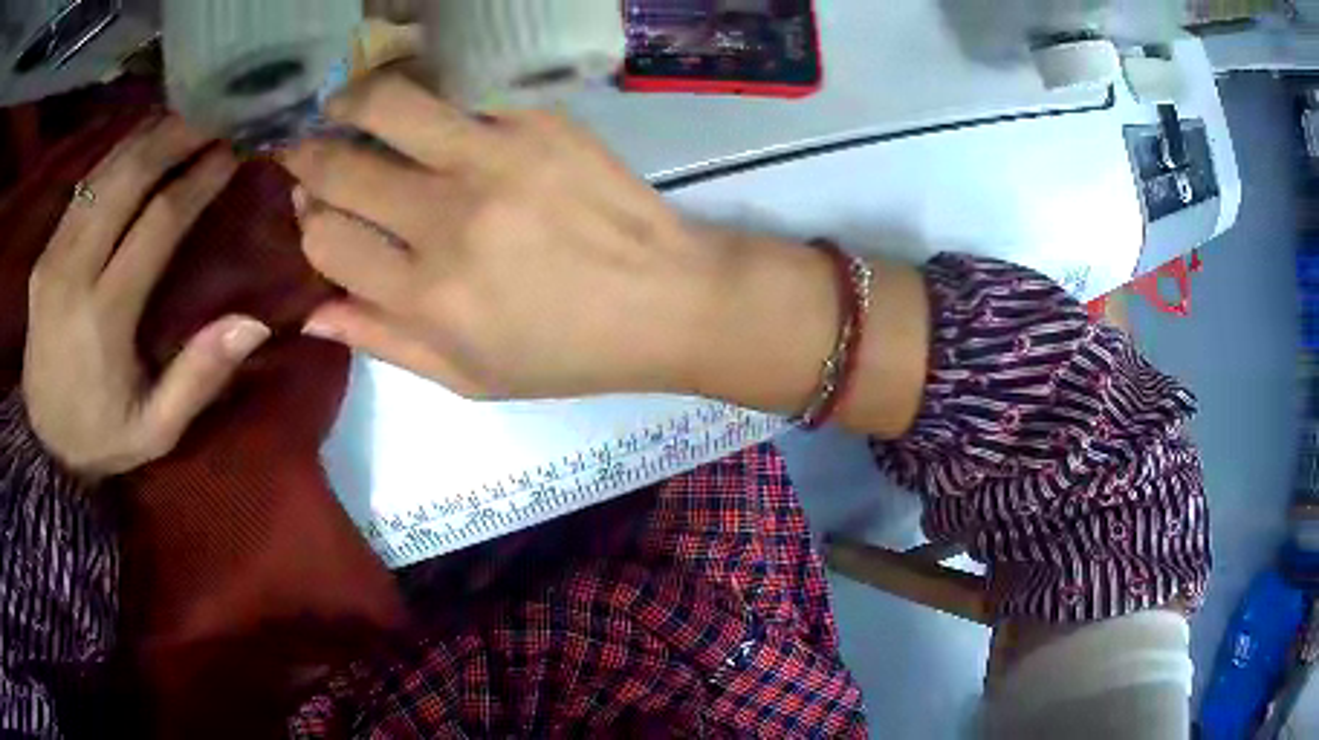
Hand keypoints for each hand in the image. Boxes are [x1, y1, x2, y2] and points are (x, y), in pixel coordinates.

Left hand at [23, 117, 271, 479]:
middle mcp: (73, 272)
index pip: (157, 222)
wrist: (42, 442)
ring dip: (148, 135)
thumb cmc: (100, 436)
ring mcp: (53, 256)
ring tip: (186, 115)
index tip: (233, 151)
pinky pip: (86, 185)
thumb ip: (197, 380)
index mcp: (103, 317)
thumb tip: (254, 324)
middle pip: (128, 177)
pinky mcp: (45, 251)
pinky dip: (117, 154)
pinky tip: (142, 141)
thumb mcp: (155, 431)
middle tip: (216, 115)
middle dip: (176, 136)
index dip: (198, 180)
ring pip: (105, 170)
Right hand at [282, 75, 750, 399]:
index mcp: (427, 296)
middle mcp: (449, 219)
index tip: (308, 212)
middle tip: (303, 152)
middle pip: (340, 167)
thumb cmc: (566, 354)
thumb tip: (309, 310)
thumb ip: (382, 341)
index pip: (325, 239)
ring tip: (342, 105)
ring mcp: (496, 158)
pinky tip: (427, 114)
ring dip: (351, 100)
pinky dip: (428, 102)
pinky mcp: (538, 121)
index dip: (306, 223)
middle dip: (307, 158)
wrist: (666, 300)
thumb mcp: (467, 377)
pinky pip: (458, 96)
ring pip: (389, 103)